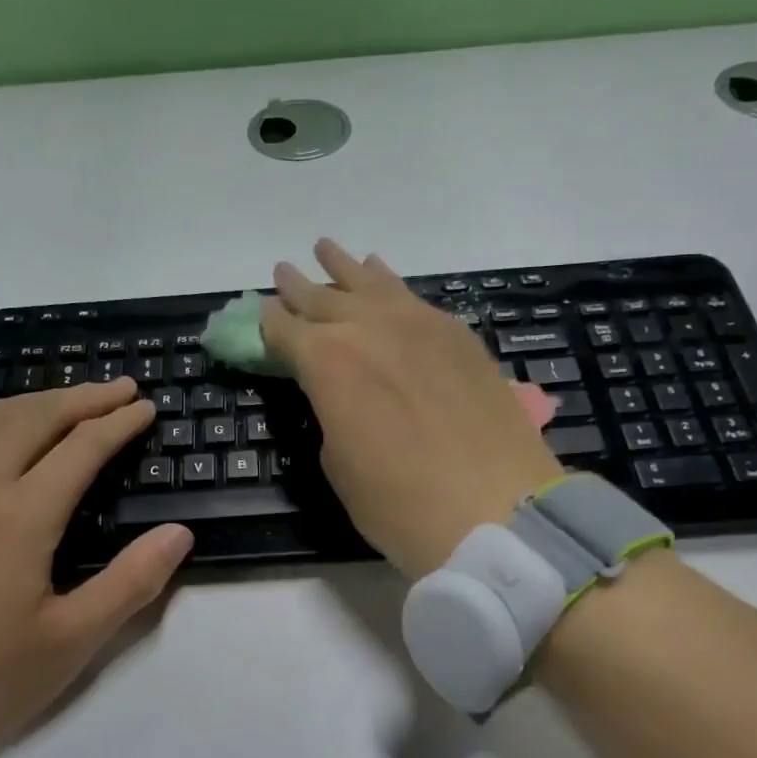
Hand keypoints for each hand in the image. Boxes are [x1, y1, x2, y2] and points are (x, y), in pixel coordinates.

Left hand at [0, 378, 192, 757]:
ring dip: (36, 402)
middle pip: (34, 417)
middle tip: (121, 389)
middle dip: (84, 396)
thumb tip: (178, 533)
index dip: (119, 422)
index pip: (81, 447)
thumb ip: (131, 582)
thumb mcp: (71, 642)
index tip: (146, 408)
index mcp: (20, 517)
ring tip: (69, 403)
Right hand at [262, 239, 561, 579]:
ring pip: (369, 282)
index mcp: (326, 363)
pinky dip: (389, 282)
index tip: (260, 313)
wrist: (496, 508)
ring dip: (343, 268)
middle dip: (298, 287)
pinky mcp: (457, 333)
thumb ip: (331, 411)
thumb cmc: (400, 503)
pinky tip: (383, 276)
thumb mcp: (338, 464)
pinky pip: (412, 295)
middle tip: (283, 271)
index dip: (268, 322)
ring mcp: (417, 324)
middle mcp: (367, 328)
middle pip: (323, 299)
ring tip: (326, 249)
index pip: (285, 330)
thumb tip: (339, 391)